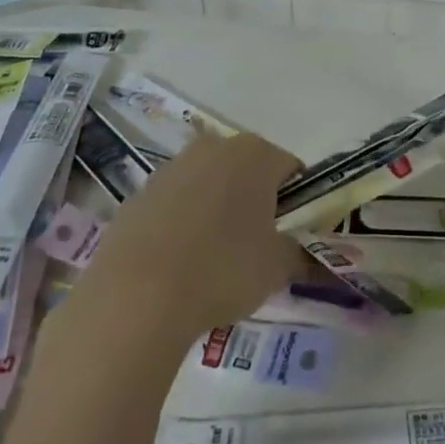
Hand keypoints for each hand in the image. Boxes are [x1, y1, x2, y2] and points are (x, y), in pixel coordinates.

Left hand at [82, 132, 312, 339]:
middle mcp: (215, 147)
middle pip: (247, 171)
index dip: (297, 202)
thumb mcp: (277, 267)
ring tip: (213, 260)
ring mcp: (172, 168)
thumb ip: (300, 254)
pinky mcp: (138, 194)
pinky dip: (181, 225)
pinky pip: (173, 205)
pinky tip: (177, 265)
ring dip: (216, 210)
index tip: (291, 235)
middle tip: (256, 246)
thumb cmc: (223, 269)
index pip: (291, 169)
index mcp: (257, 154)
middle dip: (254, 201)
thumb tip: (308, 256)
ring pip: (208, 185)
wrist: (136, 295)